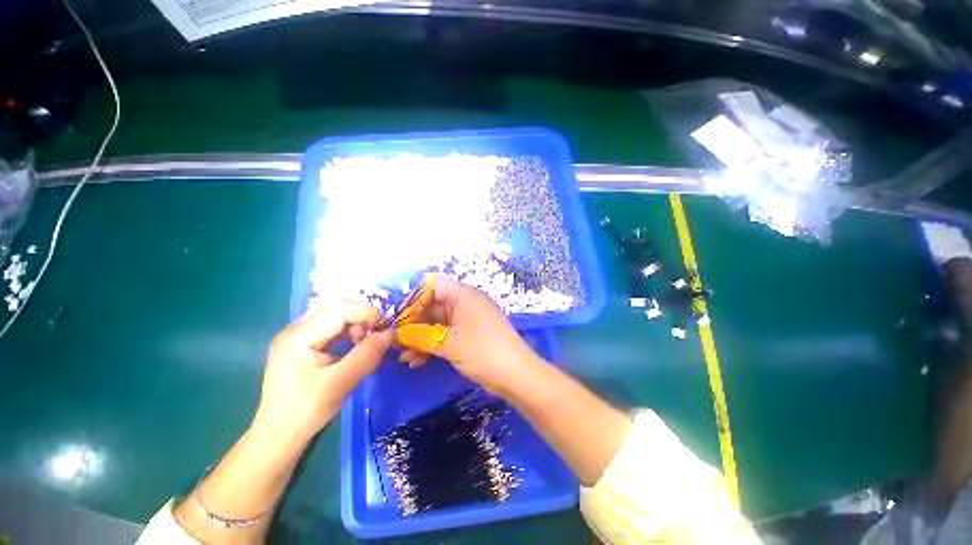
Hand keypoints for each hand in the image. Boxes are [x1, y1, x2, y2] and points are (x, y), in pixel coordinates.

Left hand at [254, 301, 393, 441]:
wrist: (278, 437)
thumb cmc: (304, 413)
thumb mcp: (338, 384)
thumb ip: (366, 355)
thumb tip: (391, 333)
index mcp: (298, 337)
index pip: (339, 310)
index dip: (367, 314)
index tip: (387, 328)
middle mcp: (295, 330)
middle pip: (336, 308)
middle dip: (362, 317)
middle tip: (377, 334)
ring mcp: (298, 337)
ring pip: (335, 316)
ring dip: (356, 324)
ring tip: (366, 343)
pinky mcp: (303, 346)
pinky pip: (331, 329)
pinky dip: (349, 333)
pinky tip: (355, 347)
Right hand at [399, 276, 541, 394]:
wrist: (516, 374)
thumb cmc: (483, 351)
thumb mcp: (449, 343)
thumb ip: (421, 336)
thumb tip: (398, 333)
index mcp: (463, 295)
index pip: (433, 286)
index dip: (414, 299)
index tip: (398, 318)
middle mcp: (465, 303)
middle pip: (432, 306)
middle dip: (413, 324)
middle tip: (396, 342)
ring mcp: (467, 320)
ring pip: (437, 323)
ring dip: (420, 338)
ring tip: (405, 357)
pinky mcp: (469, 335)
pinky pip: (445, 334)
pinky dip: (432, 345)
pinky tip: (418, 360)